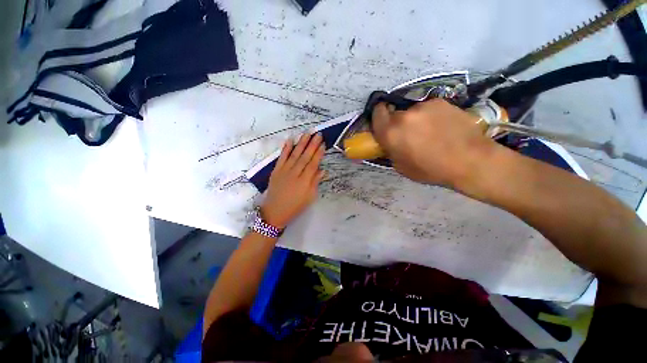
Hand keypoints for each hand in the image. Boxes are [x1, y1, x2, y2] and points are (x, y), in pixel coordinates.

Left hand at [261, 133, 325, 228]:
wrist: (275, 211)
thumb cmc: (295, 206)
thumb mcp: (309, 197)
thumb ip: (315, 182)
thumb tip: (322, 170)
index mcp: (304, 181)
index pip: (313, 164)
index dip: (318, 153)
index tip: (323, 144)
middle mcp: (295, 174)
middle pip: (305, 156)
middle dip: (312, 144)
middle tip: (317, 134)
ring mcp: (284, 171)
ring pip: (294, 154)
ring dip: (301, 143)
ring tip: (307, 133)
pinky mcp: (276, 171)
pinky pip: (282, 157)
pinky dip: (286, 148)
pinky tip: (290, 140)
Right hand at [372, 99, 494, 186]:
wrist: (469, 160)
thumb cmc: (431, 170)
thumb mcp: (401, 167)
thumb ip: (390, 150)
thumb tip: (389, 142)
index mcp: (391, 133)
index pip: (376, 113)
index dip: (379, 116)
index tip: (384, 123)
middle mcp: (404, 116)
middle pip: (394, 113)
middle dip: (397, 122)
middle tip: (408, 134)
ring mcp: (423, 107)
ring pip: (412, 111)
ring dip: (415, 120)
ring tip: (429, 132)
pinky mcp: (440, 102)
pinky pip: (428, 108)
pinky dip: (430, 116)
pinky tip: (442, 127)